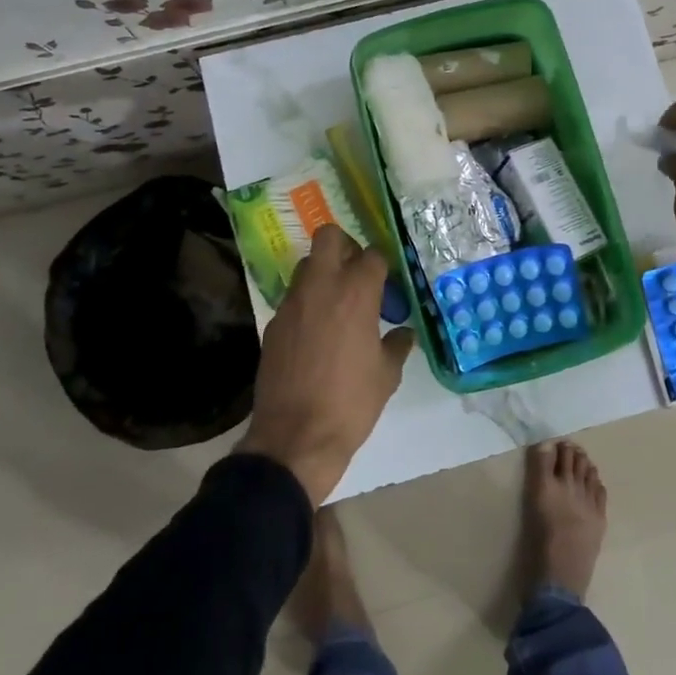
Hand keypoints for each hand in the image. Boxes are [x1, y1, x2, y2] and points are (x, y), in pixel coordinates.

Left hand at [238, 225, 414, 504]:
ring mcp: (292, 303)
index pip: (372, 255)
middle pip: (329, 237)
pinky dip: (307, 304)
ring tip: (338, 306)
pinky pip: (293, 298)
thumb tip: (402, 333)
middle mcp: (321, 286)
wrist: (296, 437)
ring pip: (306, 265)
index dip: (383, 267)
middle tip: (358, 275)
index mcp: (356, 293)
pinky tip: (317, 334)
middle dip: (346, 247)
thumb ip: (397, 345)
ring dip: (324, 274)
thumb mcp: (387, 375)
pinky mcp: (273, 323)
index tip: (389, 286)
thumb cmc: (351, 403)